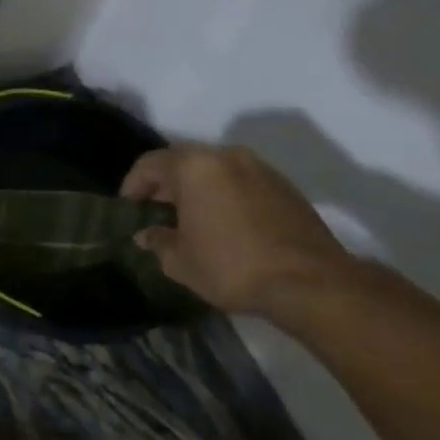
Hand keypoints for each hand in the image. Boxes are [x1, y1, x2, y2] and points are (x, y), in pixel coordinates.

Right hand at [121, 143, 355, 316]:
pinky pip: (241, 182)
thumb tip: (147, 235)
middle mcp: (226, 156)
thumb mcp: (181, 261)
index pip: (149, 164)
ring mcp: (260, 169)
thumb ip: (158, 241)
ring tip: (190, 219)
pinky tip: (224, 224)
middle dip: (165, 185)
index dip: (133, 185)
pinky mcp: (285, 187)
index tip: (128, 208)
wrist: (311, 283)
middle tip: (155, 212)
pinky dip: (225, 195)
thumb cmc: (232, 266)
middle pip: (183, 162)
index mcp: (195, 166)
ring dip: (198, 189)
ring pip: (215, 171)